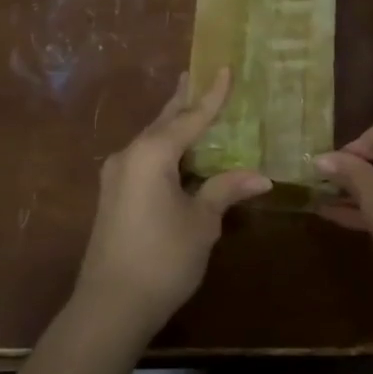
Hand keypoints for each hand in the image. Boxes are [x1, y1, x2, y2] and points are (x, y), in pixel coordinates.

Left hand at [75, 69, 270, 336]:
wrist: (110, 306)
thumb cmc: (162, 258)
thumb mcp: (202, 222)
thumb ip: (226, 190)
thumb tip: (262, 177)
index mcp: (152, 154)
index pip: (190, 117)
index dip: (212, 95)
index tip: (225, 68)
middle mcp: (129, 155)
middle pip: (164, 121)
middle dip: (183, 100)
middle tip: (197, 75)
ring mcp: (116, 175)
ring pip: (152, 140)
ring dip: (173, 125)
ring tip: (190, 106)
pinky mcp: (114, 195)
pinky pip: (144, 158)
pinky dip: (165, 149)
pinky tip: (177, 153)